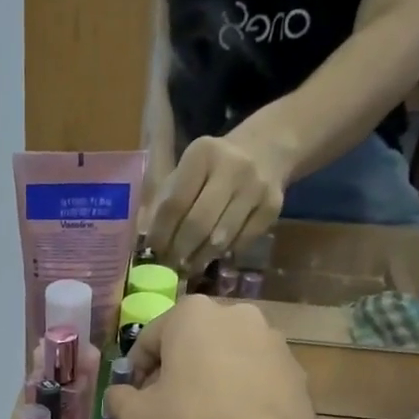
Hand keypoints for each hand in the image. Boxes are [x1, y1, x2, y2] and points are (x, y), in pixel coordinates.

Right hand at [104, 297, 314, 418]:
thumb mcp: (139, 417)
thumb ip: (118, 399)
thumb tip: (117, 394)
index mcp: (191, 314)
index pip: (149, 340)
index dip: (136, 372)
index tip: (136, 399)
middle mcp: (232, 312)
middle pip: (188, 342)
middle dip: (175, 369)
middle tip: (167, 405)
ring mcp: (268, 335)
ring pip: (223, 353)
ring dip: (208, 375)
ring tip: (202, 413)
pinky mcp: (291, 362)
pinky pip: (252, 370)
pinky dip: (238, 385)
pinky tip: (232, 416)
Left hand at [146, 131, 288, 270]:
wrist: (267, 150)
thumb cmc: (212, 168)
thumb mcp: (186, 172)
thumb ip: (164, 203)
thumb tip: (144, 244)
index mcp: (202, 154)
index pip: (175, 203)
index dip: (161, 234)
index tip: (152, 254)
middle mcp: (232, 167)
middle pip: (198, 224)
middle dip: (180, 252)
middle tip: (169, 267)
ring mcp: (256, 187)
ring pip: (221, 238)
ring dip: (200, 259)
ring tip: (187, 267)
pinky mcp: (274, 206)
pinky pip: (242, 242)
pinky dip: (224, 254)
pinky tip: (213, 255)